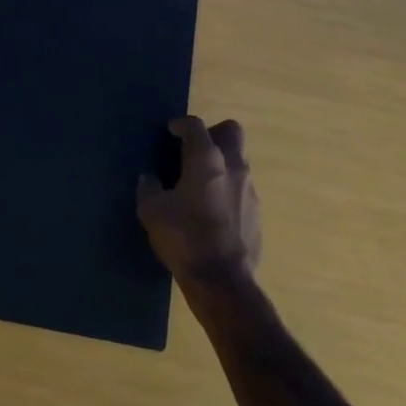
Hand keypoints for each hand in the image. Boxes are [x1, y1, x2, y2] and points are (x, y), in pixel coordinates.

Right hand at [137, 117, 261, 284]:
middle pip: (231, 131)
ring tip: (200, 184)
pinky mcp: (257, 212)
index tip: (171, 131)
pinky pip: (242, 189)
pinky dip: (228, 190)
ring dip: (221, 164)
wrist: (222, 281)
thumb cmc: (184, 238)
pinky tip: (213, 211)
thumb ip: (149, 189)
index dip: (181, 124)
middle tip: (194, 150)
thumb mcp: (152, 212)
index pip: (195, 126)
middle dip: (213, 134)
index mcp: (206, 159)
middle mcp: (233, 166)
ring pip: (238, 161)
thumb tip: (149, 179)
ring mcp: (249, 189)